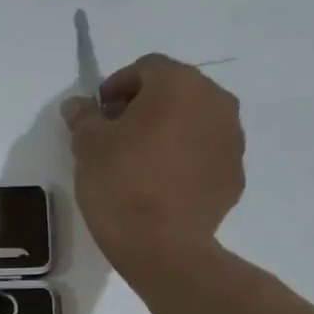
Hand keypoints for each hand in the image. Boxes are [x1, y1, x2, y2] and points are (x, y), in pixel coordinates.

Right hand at [59, 54, 245, 271]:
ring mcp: (232, 139)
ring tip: (140, 162)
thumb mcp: (88, 147)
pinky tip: (161, 185)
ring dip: (168, 132)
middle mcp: (215, 102)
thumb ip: (84, 117)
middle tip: (116, 136)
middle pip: (175, 92)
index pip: (146, 68)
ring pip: (194, 122)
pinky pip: (205, 155)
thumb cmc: (120, 185)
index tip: (98, 114)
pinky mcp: (234, 174)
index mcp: (179, 85)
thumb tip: (78, 104)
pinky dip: (184, 160)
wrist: (162, 246)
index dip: (117, 86)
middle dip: (145, 107)